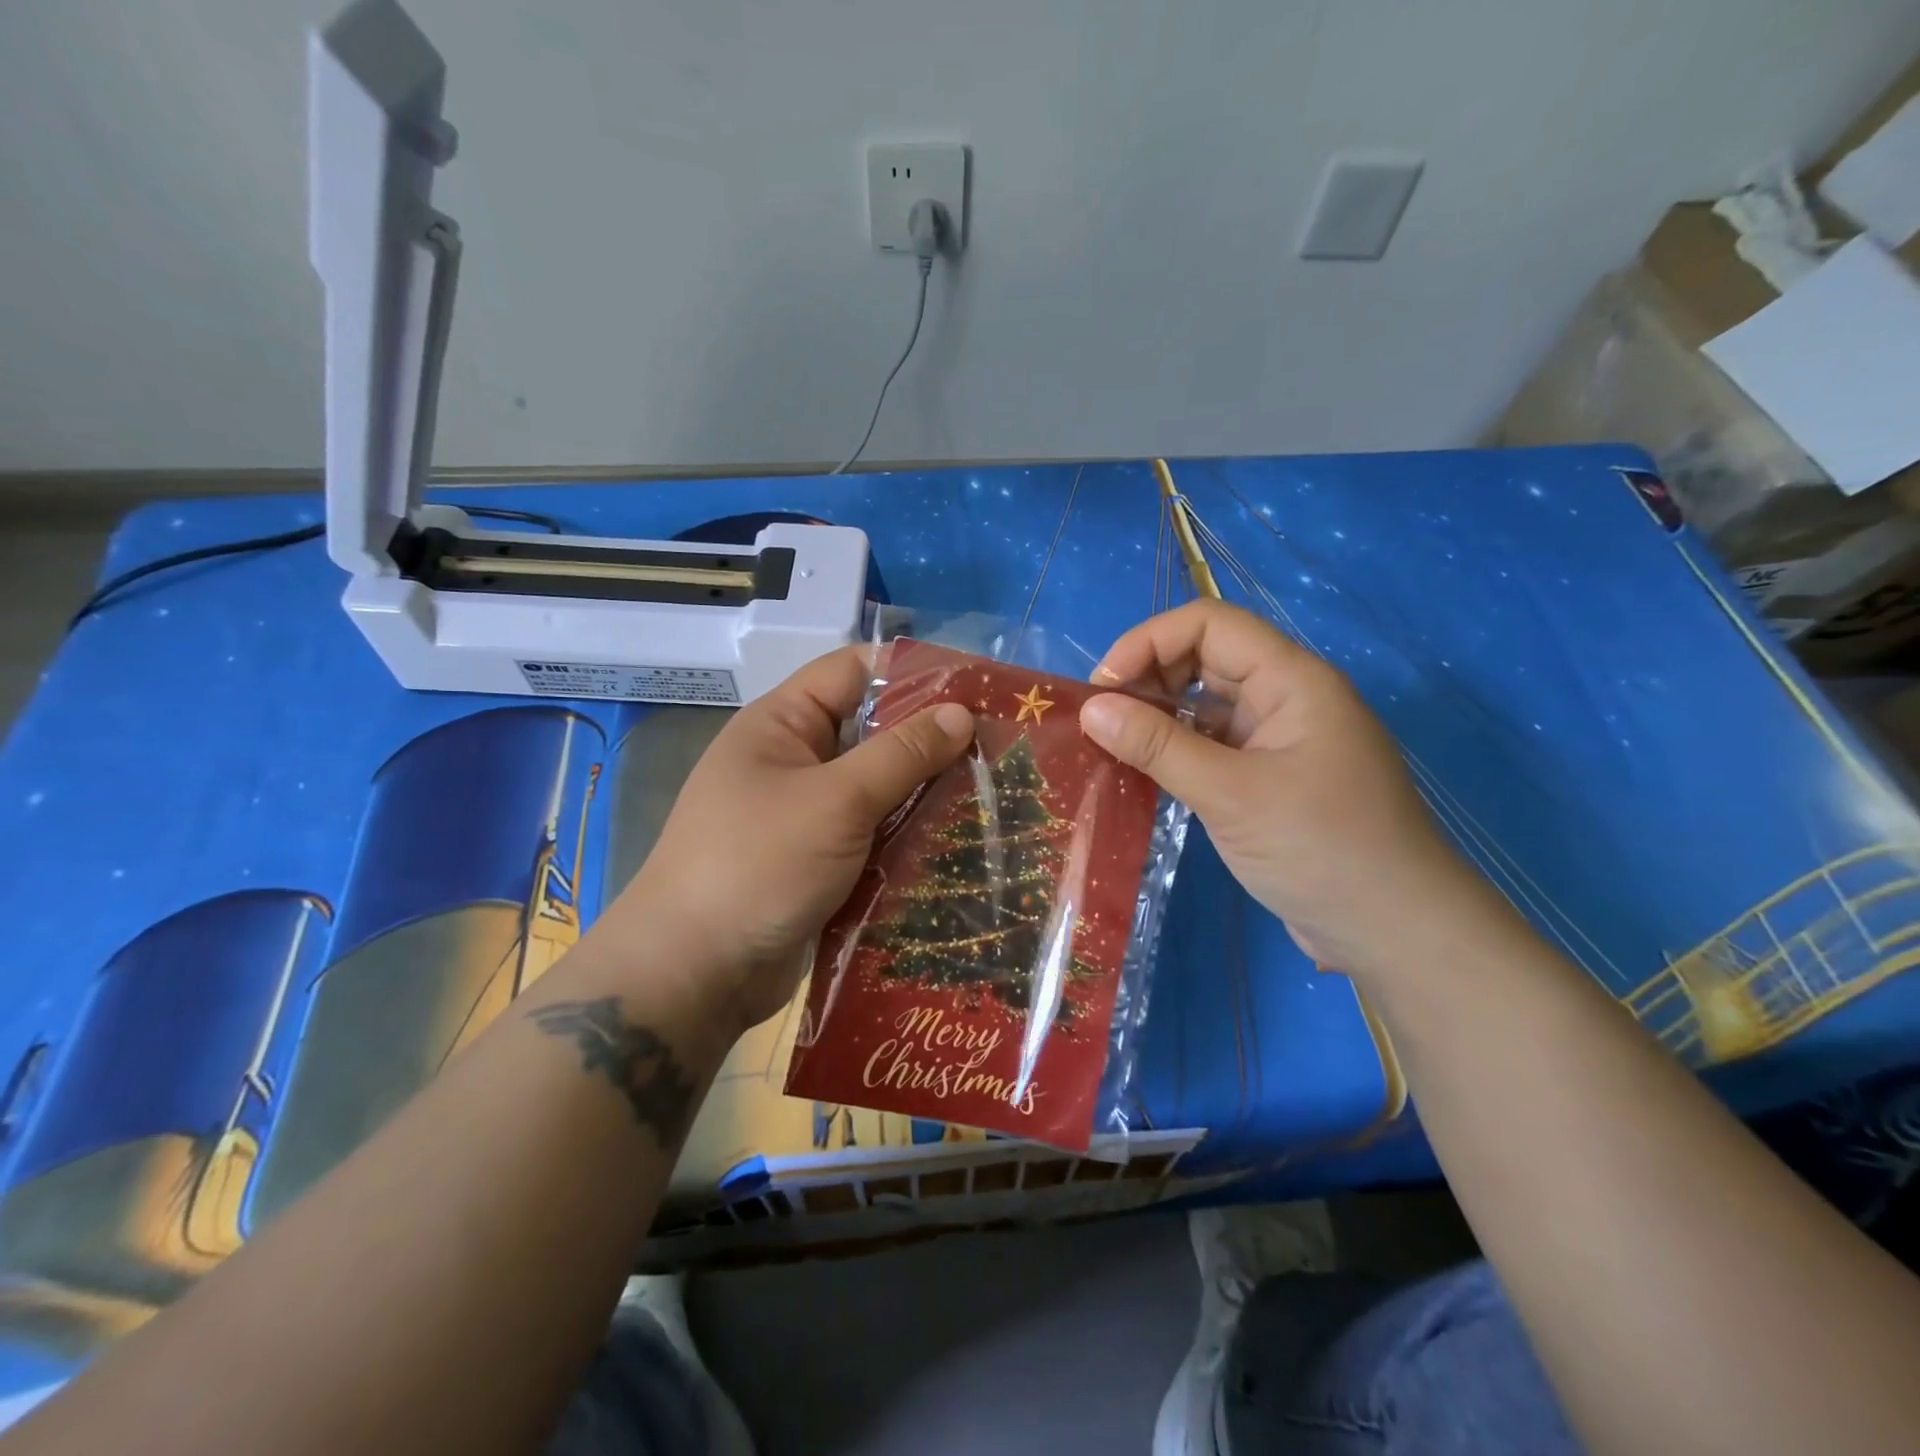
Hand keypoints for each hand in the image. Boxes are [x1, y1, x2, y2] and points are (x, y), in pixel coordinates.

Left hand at [604, 647, 973, 1031]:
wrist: (695, 973)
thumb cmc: (759, 865)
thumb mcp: (836, 800)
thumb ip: (902, 754)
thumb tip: (961, 712)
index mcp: (782, 724)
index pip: (852, 671)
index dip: (911, 671)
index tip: (974, 688)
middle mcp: (793, 760)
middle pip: (870, 730)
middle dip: (928, 737)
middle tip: (996, 745)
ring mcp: (805, 813)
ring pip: (876, 786)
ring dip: (923, 791)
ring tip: (990, 791)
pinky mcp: (819, 860)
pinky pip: (871, 832)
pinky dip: (906, 833)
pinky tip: (956, 839)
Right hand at [1080, 600, 1489, 976]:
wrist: (1395, 931)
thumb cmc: (1322, 850)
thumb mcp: (1232, 794)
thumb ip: (1159, 747)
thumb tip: (1091, 709)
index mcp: (1291, 679)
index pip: (1209, 624)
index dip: (1148, 641)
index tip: (1103, 689)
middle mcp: (1284, 697)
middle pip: (1204, 656)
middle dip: (1148, 676)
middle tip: (1102, 719)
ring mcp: (1277, 738)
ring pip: (1205, 703)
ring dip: (1157, 715)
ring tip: (1110, 745)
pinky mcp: (1268, 776)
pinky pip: (1212, 744)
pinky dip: (1174, 750)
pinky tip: (1142, 773)